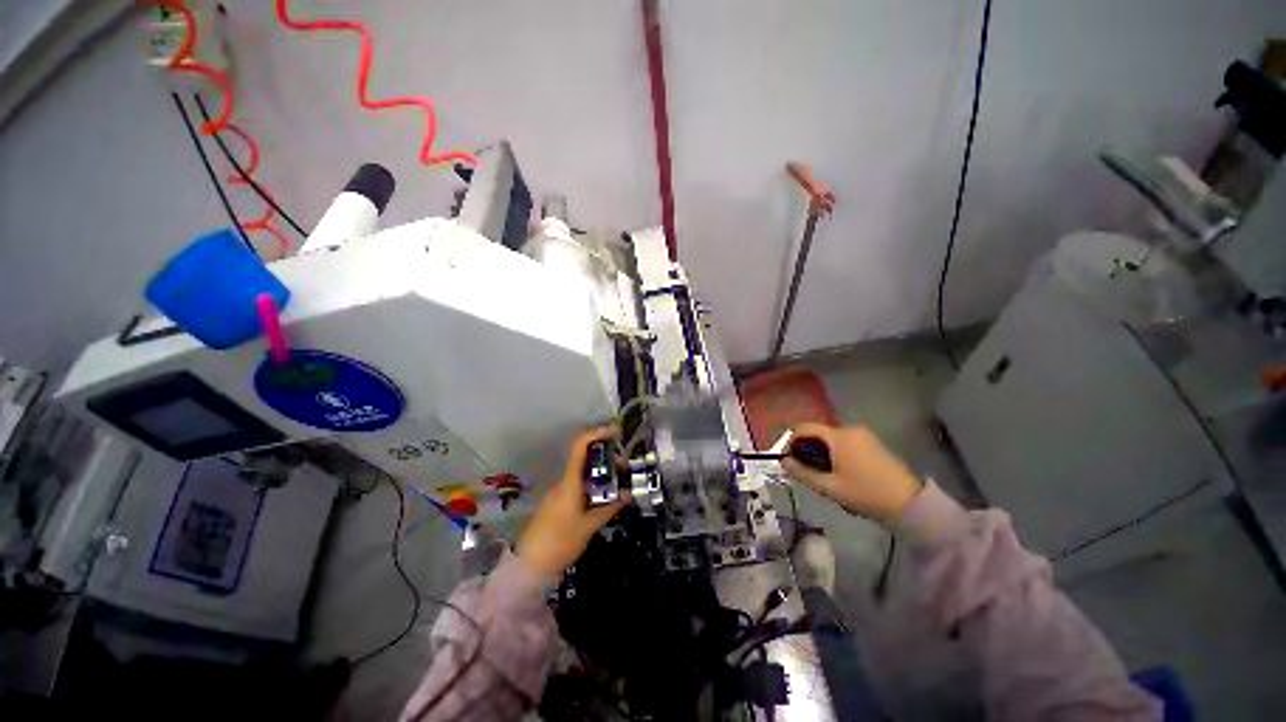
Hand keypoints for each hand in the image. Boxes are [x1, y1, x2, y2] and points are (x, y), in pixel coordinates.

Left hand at [517, 427, 627, 576]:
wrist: (530, 564)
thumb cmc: (560, 542)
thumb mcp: (589, 527)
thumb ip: (609, 508)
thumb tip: (628, 495)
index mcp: (570, 481)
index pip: (580, 446)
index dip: (596, 434)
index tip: (614, 433)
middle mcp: (564, 481)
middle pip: (585, 458)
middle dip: (606, 457)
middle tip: (625, 467)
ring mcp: (560, 491)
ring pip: (583, 472)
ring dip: (601, 472)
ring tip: (619, 482)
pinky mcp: (559, 501)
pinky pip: (579, 484)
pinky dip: (594, 484)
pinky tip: (605, 496)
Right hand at [782, 423, 921, 521]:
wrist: (908, 504)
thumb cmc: (865, 494)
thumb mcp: (829, 487)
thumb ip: (803, 472)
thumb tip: (784, 461)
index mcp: (838, 436)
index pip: (805, 428)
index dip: (790, 440)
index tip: (786, 457)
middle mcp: (850, 429)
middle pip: (818, 431)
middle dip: (806, 446)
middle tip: (803, 467)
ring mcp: (864, 434)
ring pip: (831, 437)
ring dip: (820, 449)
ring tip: (820, 471)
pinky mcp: (872, 442)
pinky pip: (844, 440)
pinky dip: (834, 450)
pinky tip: (837, 469)